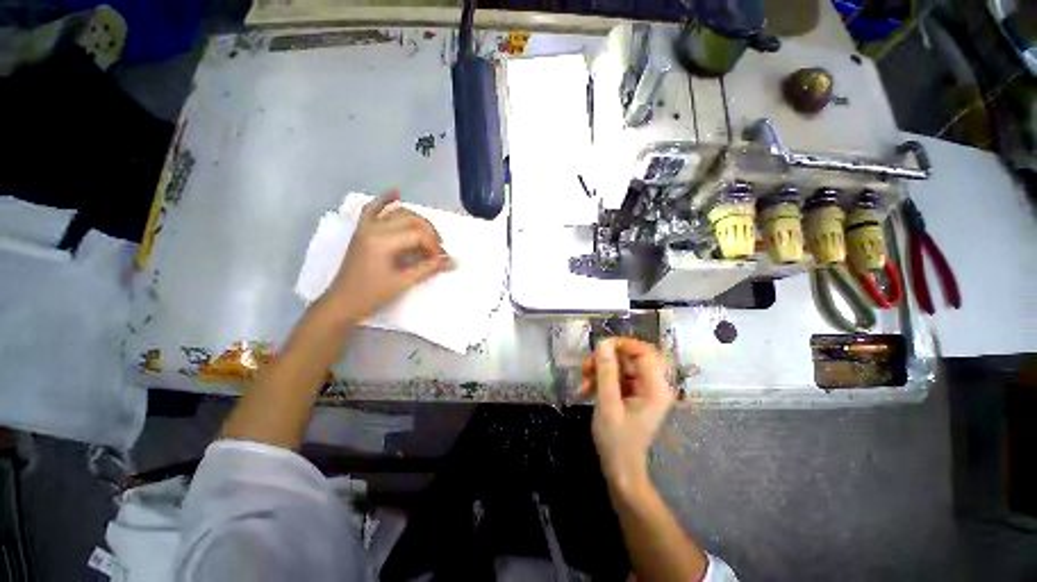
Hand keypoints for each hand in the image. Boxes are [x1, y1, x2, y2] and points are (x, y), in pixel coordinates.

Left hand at [323, 191, 452, 322]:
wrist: (342, 302)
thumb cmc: (372, 295)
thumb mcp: (404, 282)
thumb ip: (430, 268)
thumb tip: (453, 262)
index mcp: (382, 241)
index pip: (418, 234)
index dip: (434, 246)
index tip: (441, 261)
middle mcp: (374, 228)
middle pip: (411, 220)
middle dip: (430, 233)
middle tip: (439, 250)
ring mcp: (366, 227)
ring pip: (397, 213)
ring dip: (417, 220)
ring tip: (429, 235)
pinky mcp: (362, 230)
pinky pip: (372, 209)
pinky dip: (384, 200)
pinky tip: (396, 192)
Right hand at [581, 337, 674, 491]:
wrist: (620, 469)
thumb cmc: (616, 441)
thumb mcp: (608, 404)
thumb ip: (606, 372)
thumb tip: (603, 343)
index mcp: (656, 388)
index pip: (645, 351)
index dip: (623, 344)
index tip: (600, 347)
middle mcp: (653, 384)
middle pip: (630, 356)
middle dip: (605, 359)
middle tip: (586, 367)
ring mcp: (642, 389)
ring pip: (620, 365)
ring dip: (599, 370)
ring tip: (583, 382)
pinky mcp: (632, 394)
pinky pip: (615, 376)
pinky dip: (600, 379)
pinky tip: (586, 390)